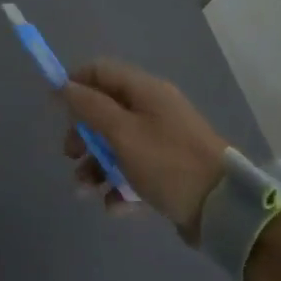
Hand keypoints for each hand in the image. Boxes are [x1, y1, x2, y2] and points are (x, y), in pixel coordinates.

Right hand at [61, 59, 229, 233]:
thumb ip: (89, 107)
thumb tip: (63, 86)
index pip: (100, 71)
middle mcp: (154, 110)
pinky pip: (133, 171)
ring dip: (95, 166)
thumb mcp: (121, 132)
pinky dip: (119, 186)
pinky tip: (115, 206)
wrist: (224, 210)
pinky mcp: (168, 171)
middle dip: (82, 134)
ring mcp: (162, 141)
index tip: (57, 110)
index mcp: (145, 91)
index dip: (74, 85)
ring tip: (85, 191)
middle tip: (70, 156)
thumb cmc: (167, 162)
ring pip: (115, 145)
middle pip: (104, 111)